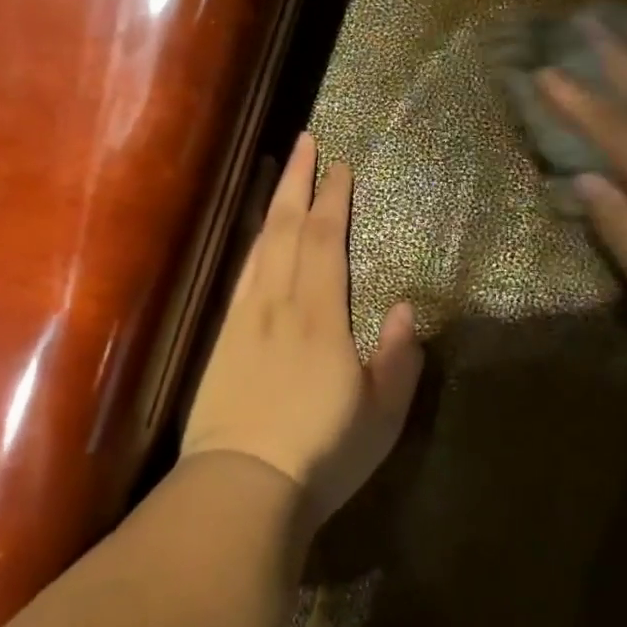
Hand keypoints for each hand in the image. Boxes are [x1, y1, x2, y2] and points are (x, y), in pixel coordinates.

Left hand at [181, 132, 424, 528]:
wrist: (240, 486)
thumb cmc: (321, 454)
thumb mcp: (381, 415)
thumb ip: (397, 358)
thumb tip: (404, 309)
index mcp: (321, 315)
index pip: (327, 240)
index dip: (334, 198)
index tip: (340, 164)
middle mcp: (279, 303)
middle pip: (287, 228)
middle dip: (298, 181)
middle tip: (305, 140)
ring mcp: (244, 318)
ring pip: (259, 245)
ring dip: (273, 203)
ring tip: (281, 172)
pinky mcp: (222, 338)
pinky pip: (240, 274)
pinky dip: (250, 243)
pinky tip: (254, 237)